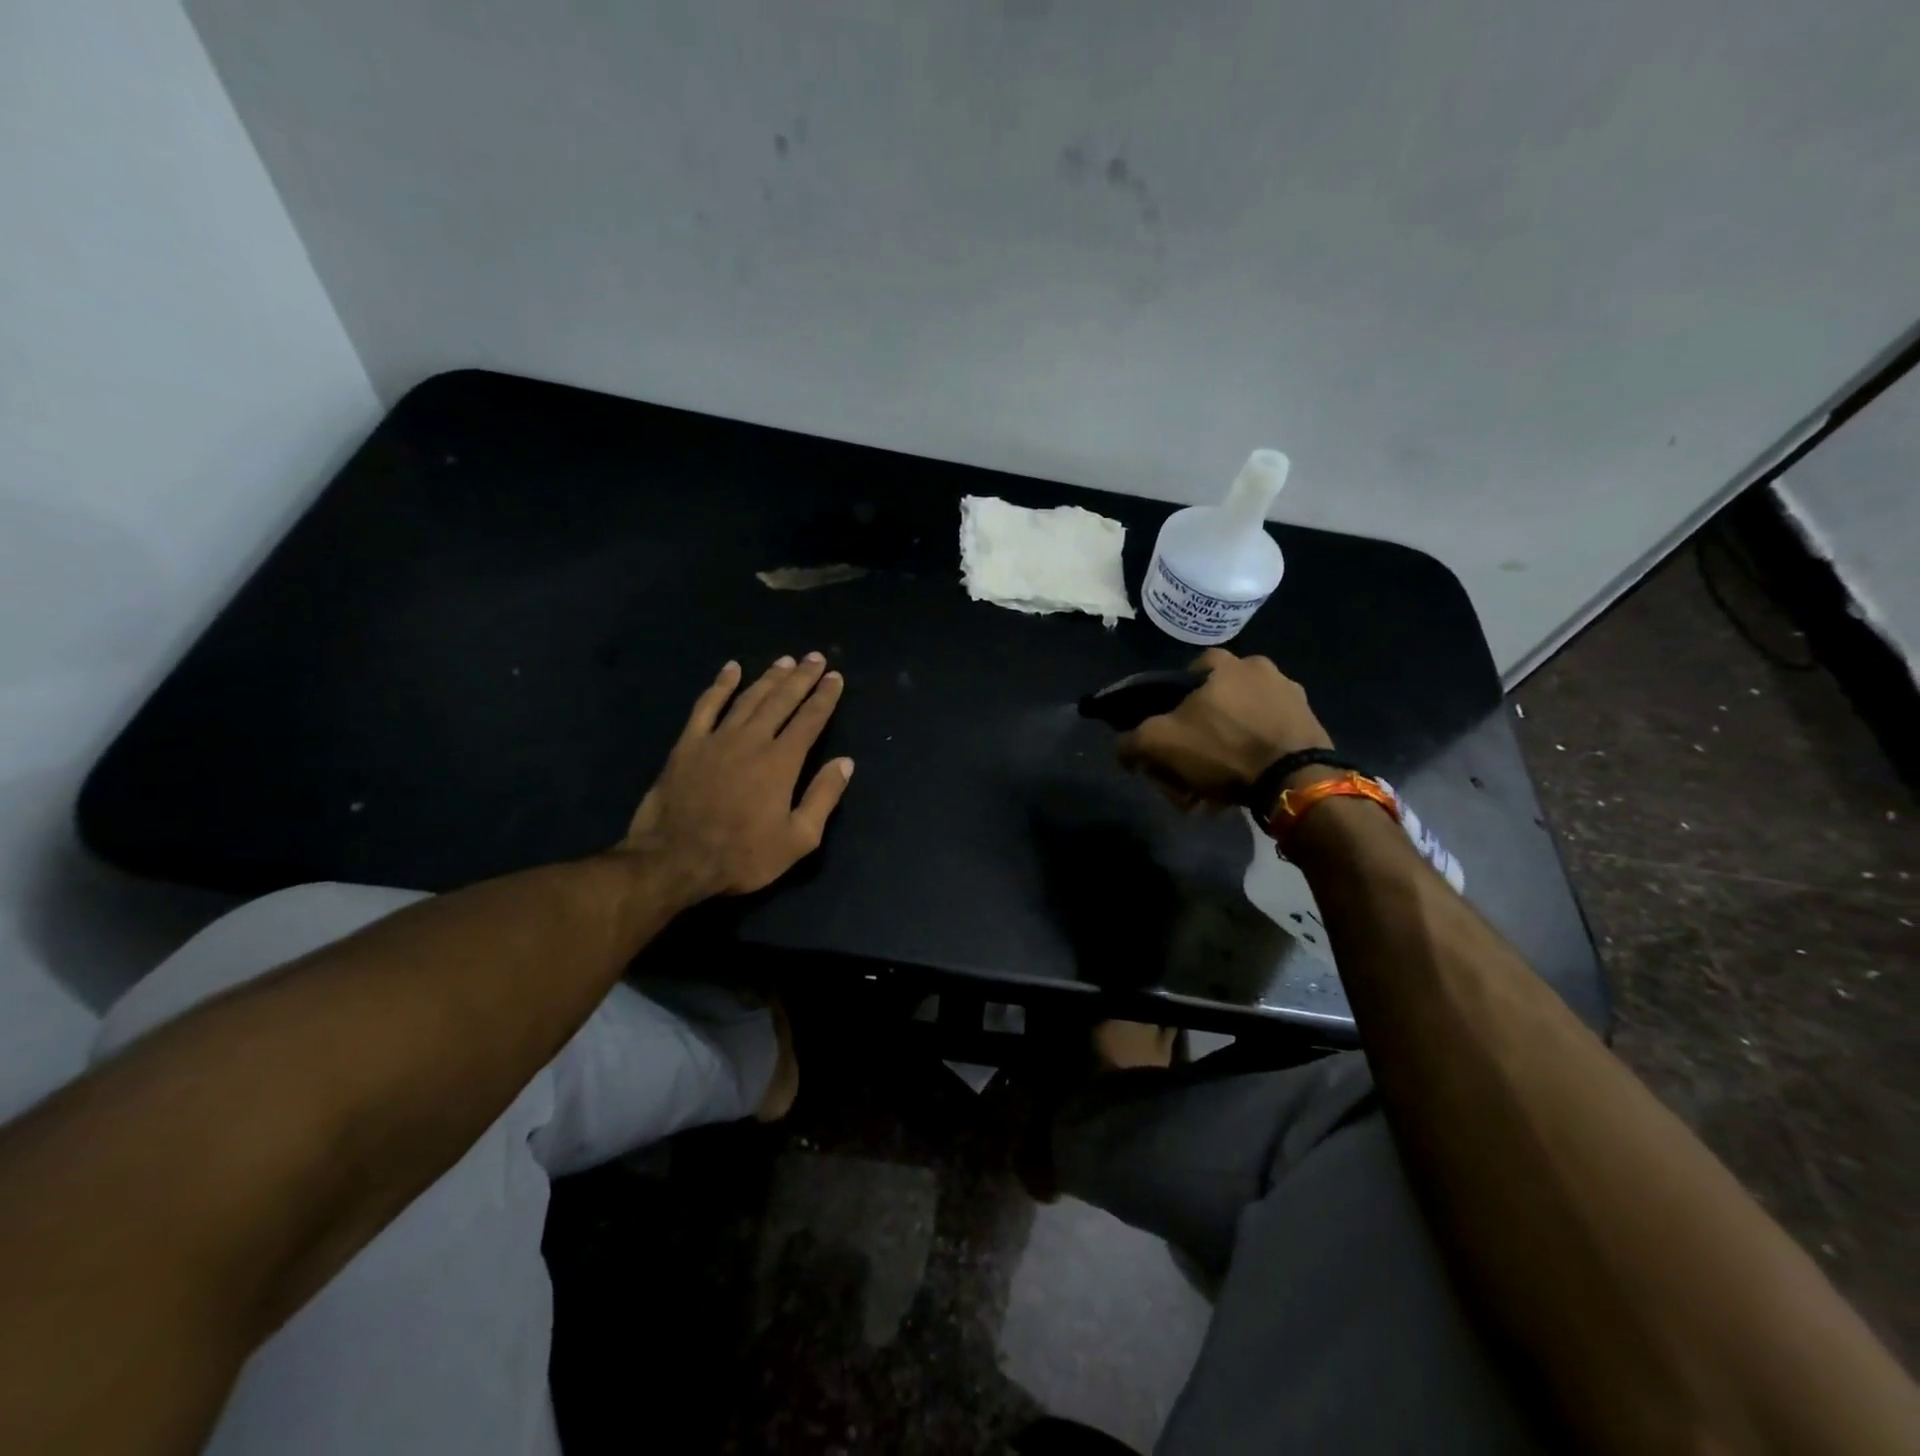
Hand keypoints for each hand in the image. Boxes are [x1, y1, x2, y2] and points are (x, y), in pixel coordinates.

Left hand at [617, 653, 853, 901]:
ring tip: (785, 661)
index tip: (835, 678)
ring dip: (769, 677)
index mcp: (781, 762)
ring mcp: (717, 738)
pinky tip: (731, 669)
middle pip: (781, 700)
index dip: (824, 697)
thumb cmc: (742, 855)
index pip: (810, 720)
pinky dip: (720, 685)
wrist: (674, 860)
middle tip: (815, 657)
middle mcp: (752, 740)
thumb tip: (845, 763)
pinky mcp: (687, 744)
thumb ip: (823, 797)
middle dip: (801, 678)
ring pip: (748, 698)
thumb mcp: (798, 839)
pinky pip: (706, 706)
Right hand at [1117, 648, 1330, 806]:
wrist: (1295, 780)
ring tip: (1214, 786)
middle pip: (1215, 703)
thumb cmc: (1223, 749)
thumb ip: (1132, 742)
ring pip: (1241, 723)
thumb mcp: (1160, 744)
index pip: (1188, 673)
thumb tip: (1123, 749)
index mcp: (1226, 663)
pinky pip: (1268, 738)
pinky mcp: (1311, 725)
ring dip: (1224, 750)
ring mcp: (1292, 696)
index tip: (1169, 733)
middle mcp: (1262, 669)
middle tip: (1188, 769)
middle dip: (1198, 735)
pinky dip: (1252, 758)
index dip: (1172, 705)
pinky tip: (1243, 785)